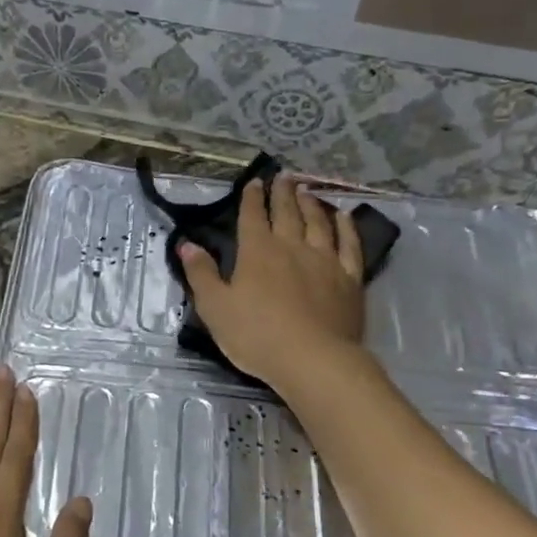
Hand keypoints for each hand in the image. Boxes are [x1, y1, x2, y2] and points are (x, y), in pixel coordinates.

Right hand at [179, 173, 366, 393]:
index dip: (251, 198)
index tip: (253, 182)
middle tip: (283, 176)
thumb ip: (201, 274)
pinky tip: (344, 217)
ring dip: (311, 204)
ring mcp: (325, 260)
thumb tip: (187, 245)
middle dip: (282, 193)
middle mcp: (292, 247)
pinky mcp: (350, 279)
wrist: (312, 359)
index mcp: (257, 252)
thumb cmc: (256, 335)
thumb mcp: (215, 307)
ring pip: (318, 223)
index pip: (252, 217)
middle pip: (287, 212)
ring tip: (307, 191)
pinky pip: (349, 245)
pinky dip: (346, 228)